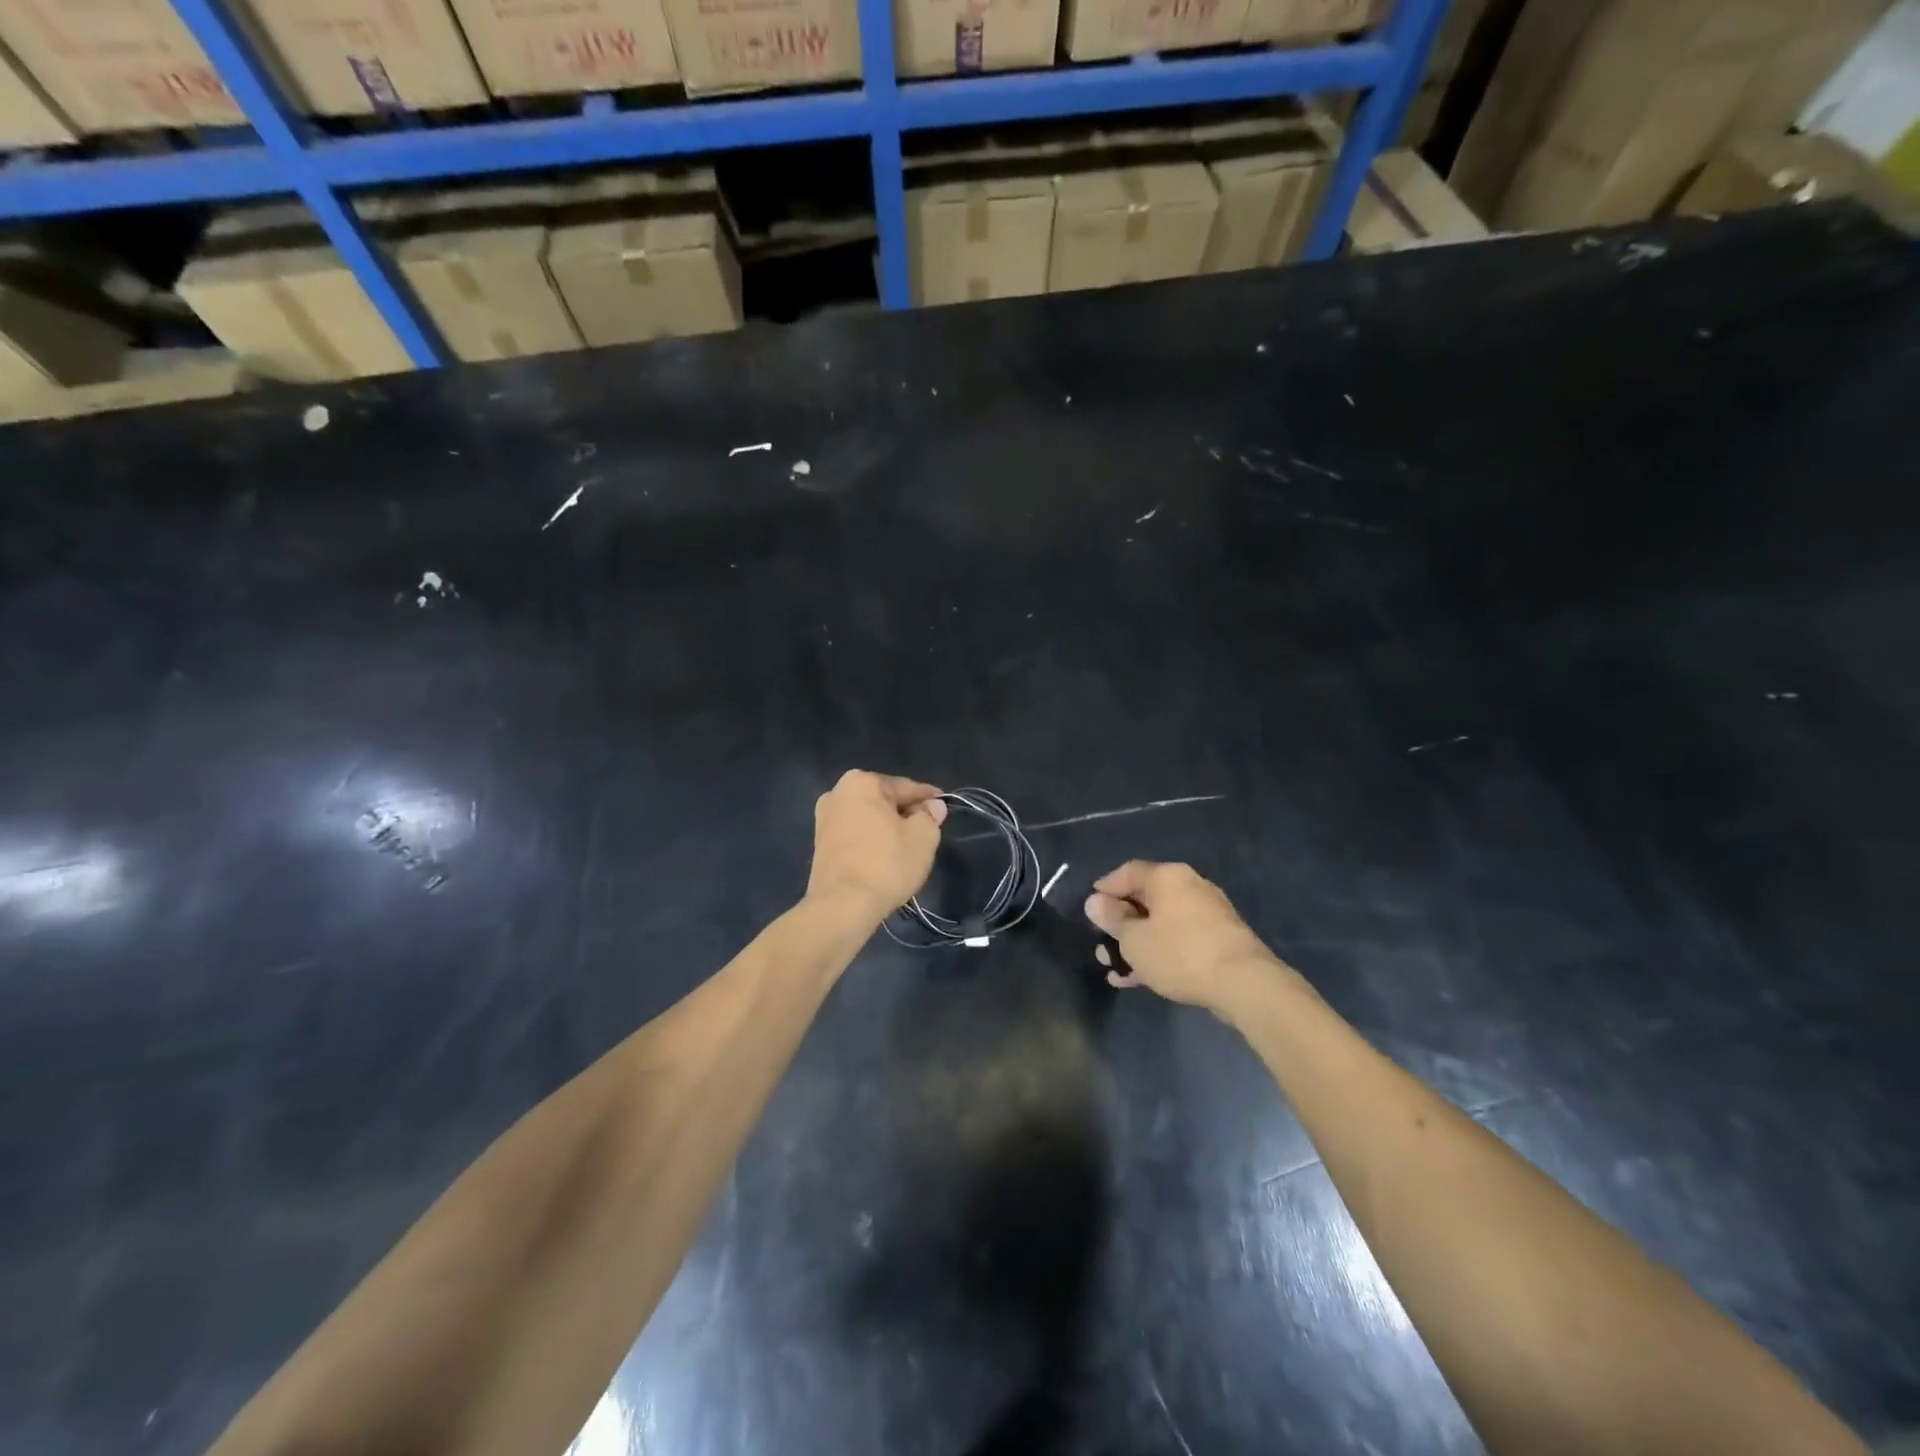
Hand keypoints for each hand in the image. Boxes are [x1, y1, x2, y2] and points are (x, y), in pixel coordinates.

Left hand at [807, 771, 947, 920]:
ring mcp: (824, 820)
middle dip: (905, 812)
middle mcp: (837, 793)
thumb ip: (930, 815)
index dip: (929, 798)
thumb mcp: (923, 837)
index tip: (944, 806)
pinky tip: (885, 858)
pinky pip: (855, 835)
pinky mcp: (820, 845)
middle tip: (928, 829)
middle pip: (884, 800)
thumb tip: (932, 806)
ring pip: (869, 819)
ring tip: (908, 846)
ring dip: (887, 828)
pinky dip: (872, 842)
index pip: (905, 787)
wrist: (842, 906)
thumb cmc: (886, 863)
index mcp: (861, 782)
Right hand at [1084, 861, 1283, 1015]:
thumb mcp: (1134, 940)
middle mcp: (1189, 887)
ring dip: (1136, 943)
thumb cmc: (1180, 953)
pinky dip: (1157, 954)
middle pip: (1145, 899)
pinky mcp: (1218, 940)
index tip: (1090, 906)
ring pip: (1160, 924)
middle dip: (1119, 923)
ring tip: (1112, 966)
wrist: (1244, 984)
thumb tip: (1095, 902)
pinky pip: (1178, 940)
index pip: (1127, 872)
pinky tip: (1137, 979)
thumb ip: (1112, 920)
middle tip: (1100, 942)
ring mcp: (1206, 914)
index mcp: (1167, 877)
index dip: (1105, 888)